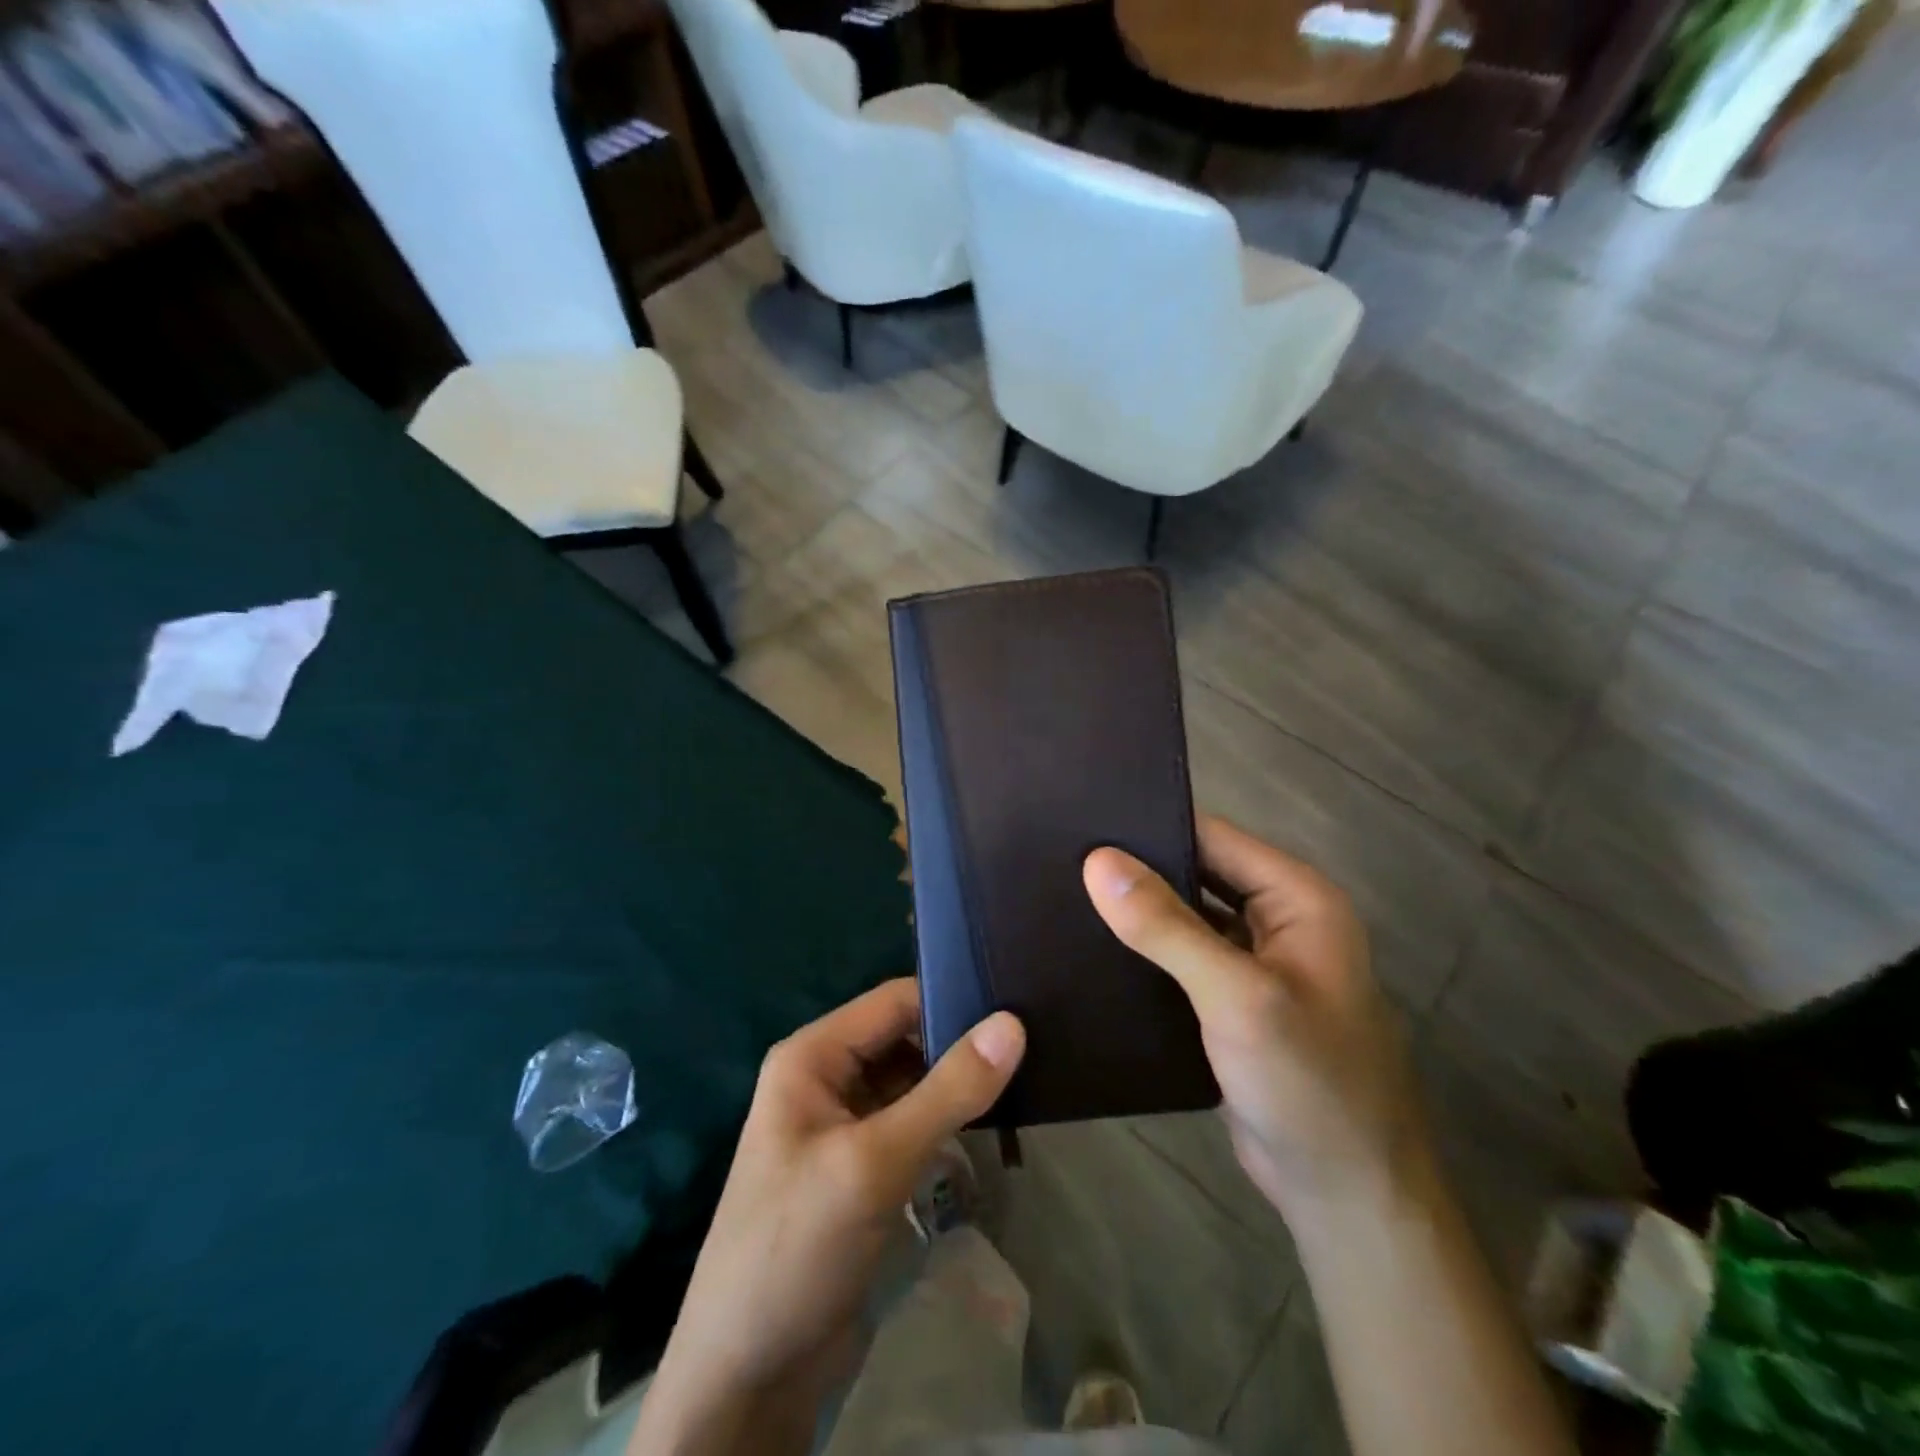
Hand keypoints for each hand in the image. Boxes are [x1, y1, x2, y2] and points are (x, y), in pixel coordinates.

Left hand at [631, 979, 1024, 1455]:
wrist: (747, 1377)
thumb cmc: (797, 1247)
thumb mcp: (875, 1162)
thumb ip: (947, 1092)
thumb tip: (1013, 1023)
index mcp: (813, 1056)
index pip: (894, 1001)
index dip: (951, 997)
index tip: (1017, 1003)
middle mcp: (827, 1078)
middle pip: (905, 1038)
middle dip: (960, 1041)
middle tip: (1035, 1038)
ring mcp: (845, 1125)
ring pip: (913, 1081)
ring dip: (958, 1082)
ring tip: (1030, 1069)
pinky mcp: (863, 1167)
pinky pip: (912, 1123)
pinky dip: (948, 1120)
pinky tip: (995, 1118)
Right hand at [1083, 815, 1428, 1221]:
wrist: (1345, 1198)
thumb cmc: (1307, 1083)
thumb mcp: (1236, 996)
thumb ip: (1166, 926)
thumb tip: (1097, 861)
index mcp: (1297, 897)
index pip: (1213, 837)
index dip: (1152, 825)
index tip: (1081, 821)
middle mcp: (1278, 920)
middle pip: (1197, 873)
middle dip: (1137, 868)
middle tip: (1059, 856)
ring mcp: (1254, 964)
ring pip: (1184, 917)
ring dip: (1137, 910)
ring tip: (1061, 891)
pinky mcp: (1231, 1003)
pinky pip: (1181, 959)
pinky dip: (1145, 952)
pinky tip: (1091, 946)